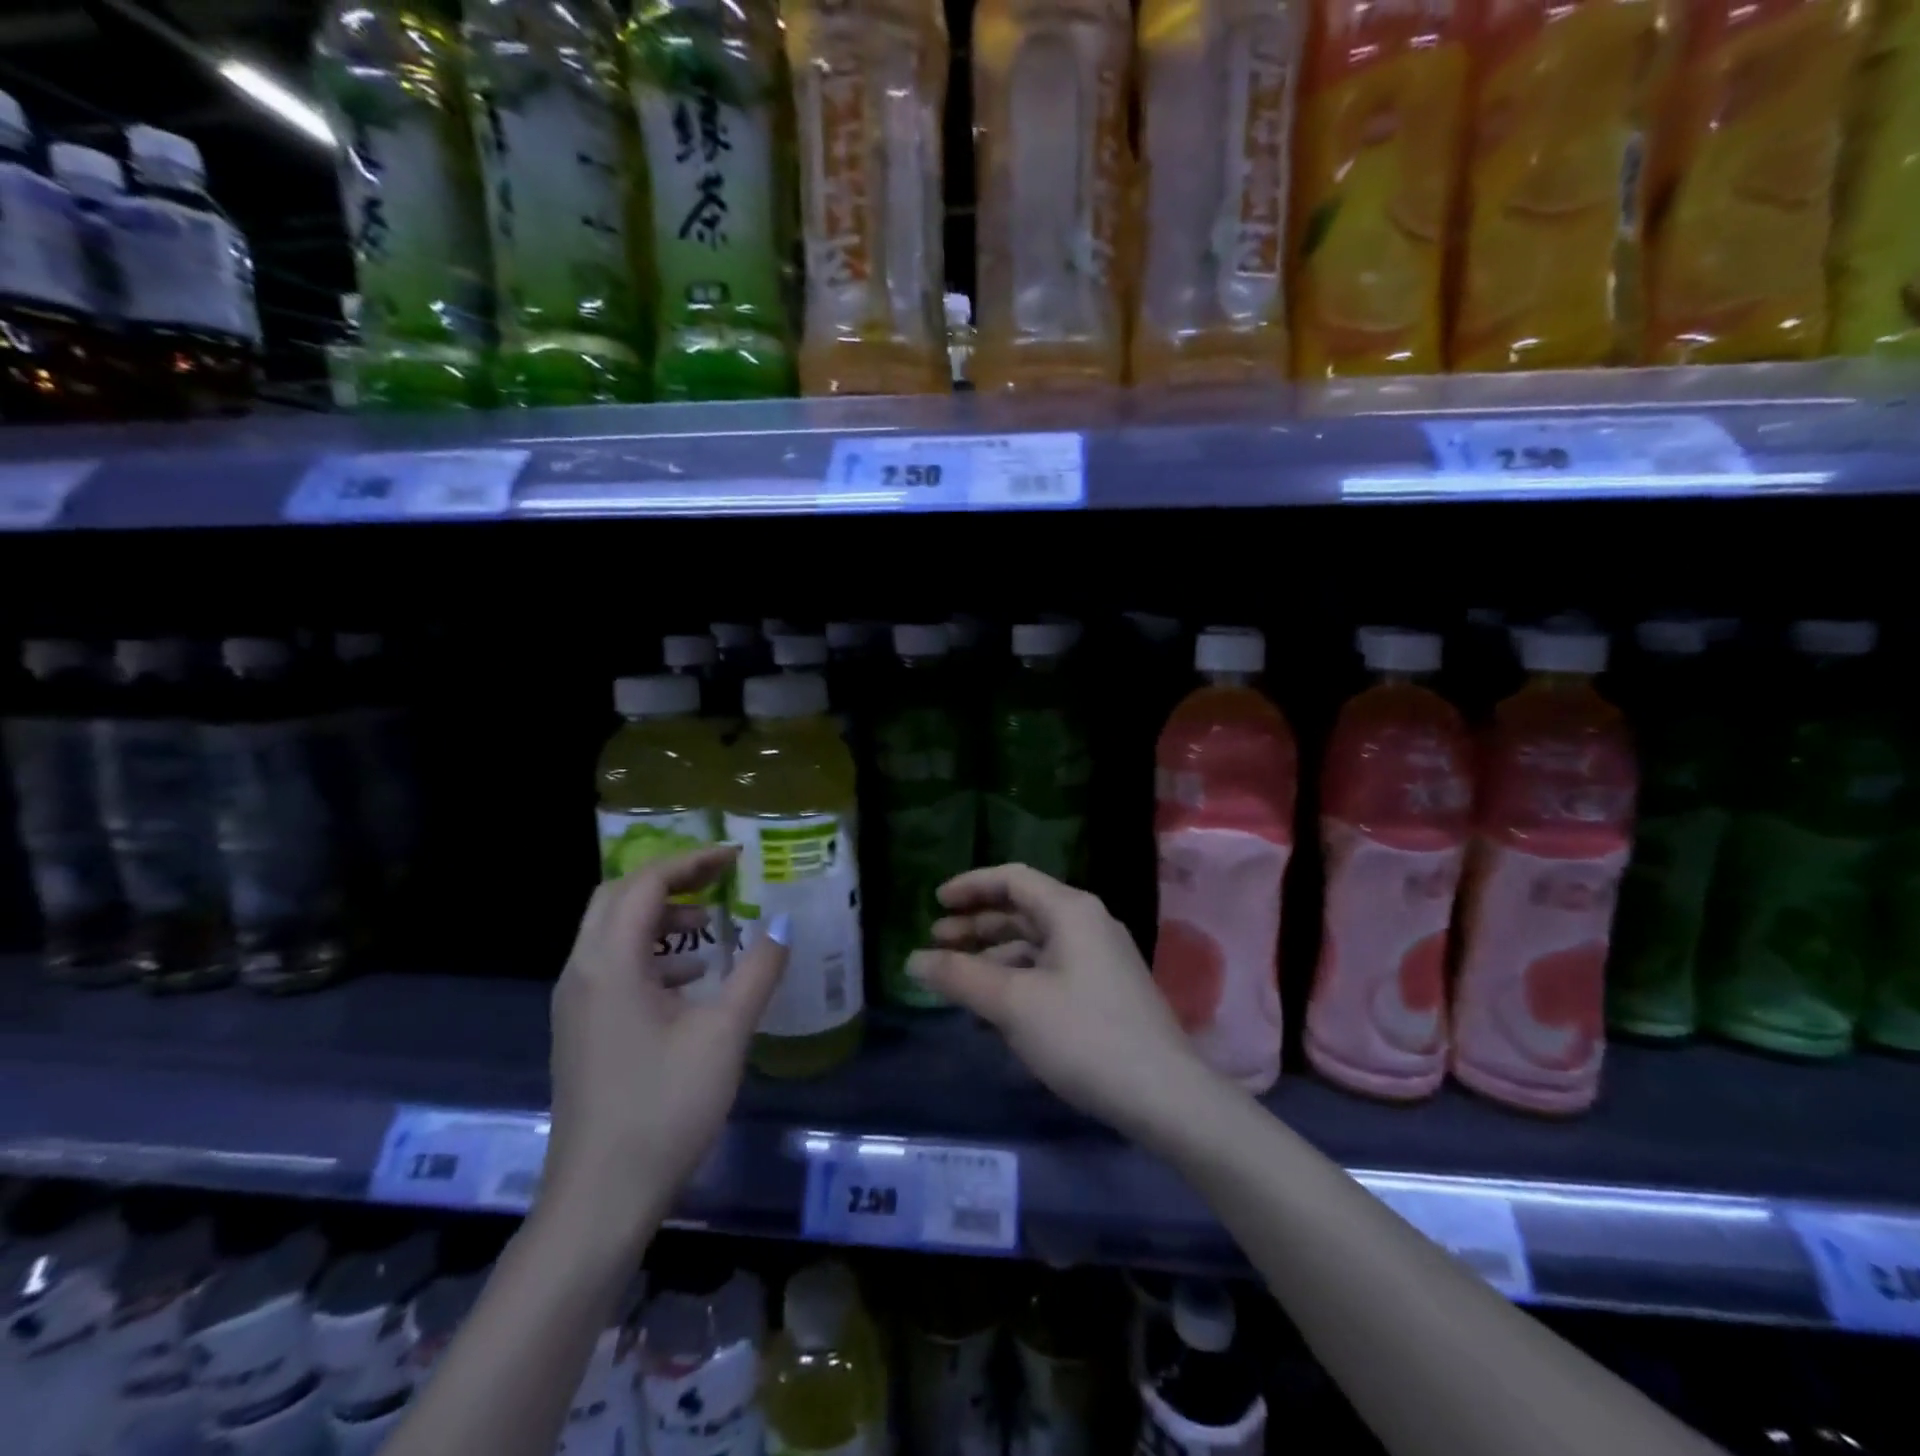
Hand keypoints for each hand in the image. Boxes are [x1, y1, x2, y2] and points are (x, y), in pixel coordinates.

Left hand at [540, 846, 786, 1252]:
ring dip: (659, 918)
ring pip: (612, 933)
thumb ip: (757, 970)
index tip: (737, 858)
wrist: (600, 1199)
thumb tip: (782, 925)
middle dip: (670, 881)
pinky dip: (651, 955)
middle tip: (720, 881)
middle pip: (618, 898)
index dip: (692, 862)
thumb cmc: (665, 1107)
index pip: (645, 883)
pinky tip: (691, 982)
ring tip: (711, 930)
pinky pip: (612, 967)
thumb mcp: (725, 1033)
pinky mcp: (581, 1031)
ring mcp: (576, 1004)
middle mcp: (582, 972)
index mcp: (609, 963)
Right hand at [908, 864, 1214, 1148]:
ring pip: (1035, 943)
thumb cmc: (1084, 1036)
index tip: (934, 903)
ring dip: (994, 955)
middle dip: (977, 924)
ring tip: (958, 979)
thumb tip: (913, 960)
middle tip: (936, 943)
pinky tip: (995, 1008)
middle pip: (1022, 910)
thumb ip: (960, 976)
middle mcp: (1088, 924)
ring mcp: (1100, 959)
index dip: (970, 886)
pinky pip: (1050, 970)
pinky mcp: (1105, 991)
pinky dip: (1018, 979)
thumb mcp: (1013, 1004)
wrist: (1165, 1096)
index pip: (1012, 879)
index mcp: (1071, 910)